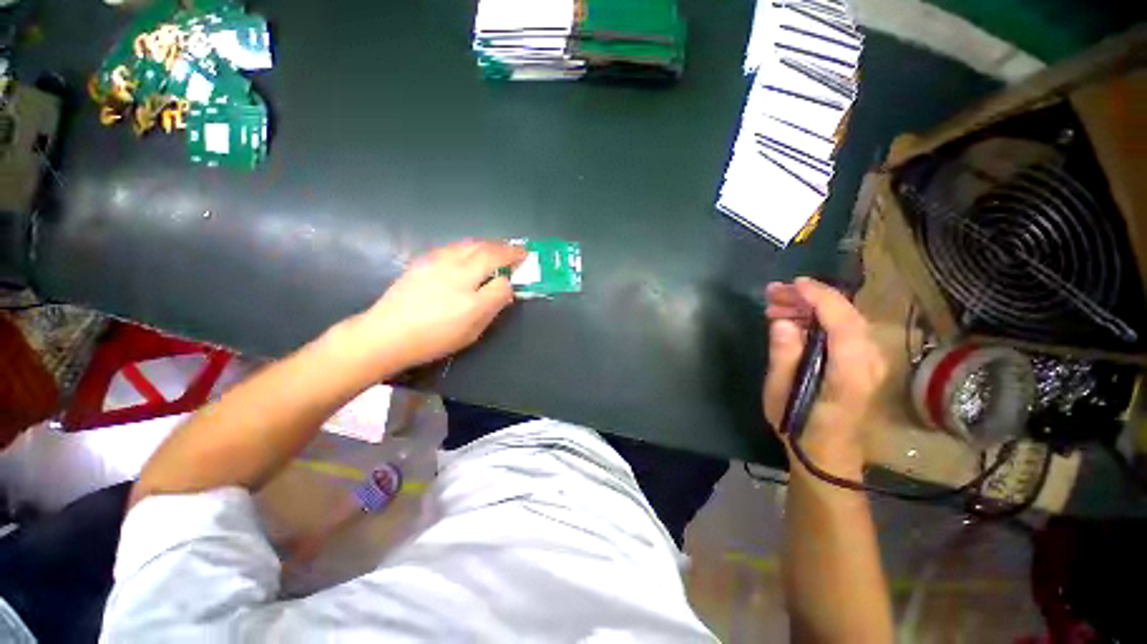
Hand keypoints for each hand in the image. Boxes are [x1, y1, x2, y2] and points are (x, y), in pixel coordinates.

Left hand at [348, 240, 526, 369]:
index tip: (525, 257)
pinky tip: (471, 253)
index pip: (500, 267)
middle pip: (486, 249)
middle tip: (516, 250)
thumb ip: (493, 302)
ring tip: (497, 249)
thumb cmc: (435, 337)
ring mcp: (437, 261)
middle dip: (505, 247)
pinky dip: (470, 246)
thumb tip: (506, 285)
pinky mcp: (423, 260)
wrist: (387, 333)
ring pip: (469, 243)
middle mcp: (455, 268)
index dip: (515, 260)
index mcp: (469, 288)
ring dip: (488, 244)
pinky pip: (454, 246)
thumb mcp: (472, 328)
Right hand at [762, 278, 886, 477]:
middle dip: (810, 297)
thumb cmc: (799, 426)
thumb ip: (784, 356)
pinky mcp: (863, 361)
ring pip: (846, 319)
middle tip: (773, 293)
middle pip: (847, 315)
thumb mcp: (780, 394)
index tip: (793, 284)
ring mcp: (871, 361)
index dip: (820, 298)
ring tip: (776, 305)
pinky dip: (819, 318)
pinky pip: (844, 329)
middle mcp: (869, 363)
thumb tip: (782, 322)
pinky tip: (794, 319)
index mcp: (849, 374)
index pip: (844, 324)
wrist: (827, 453)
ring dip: (812, 306)